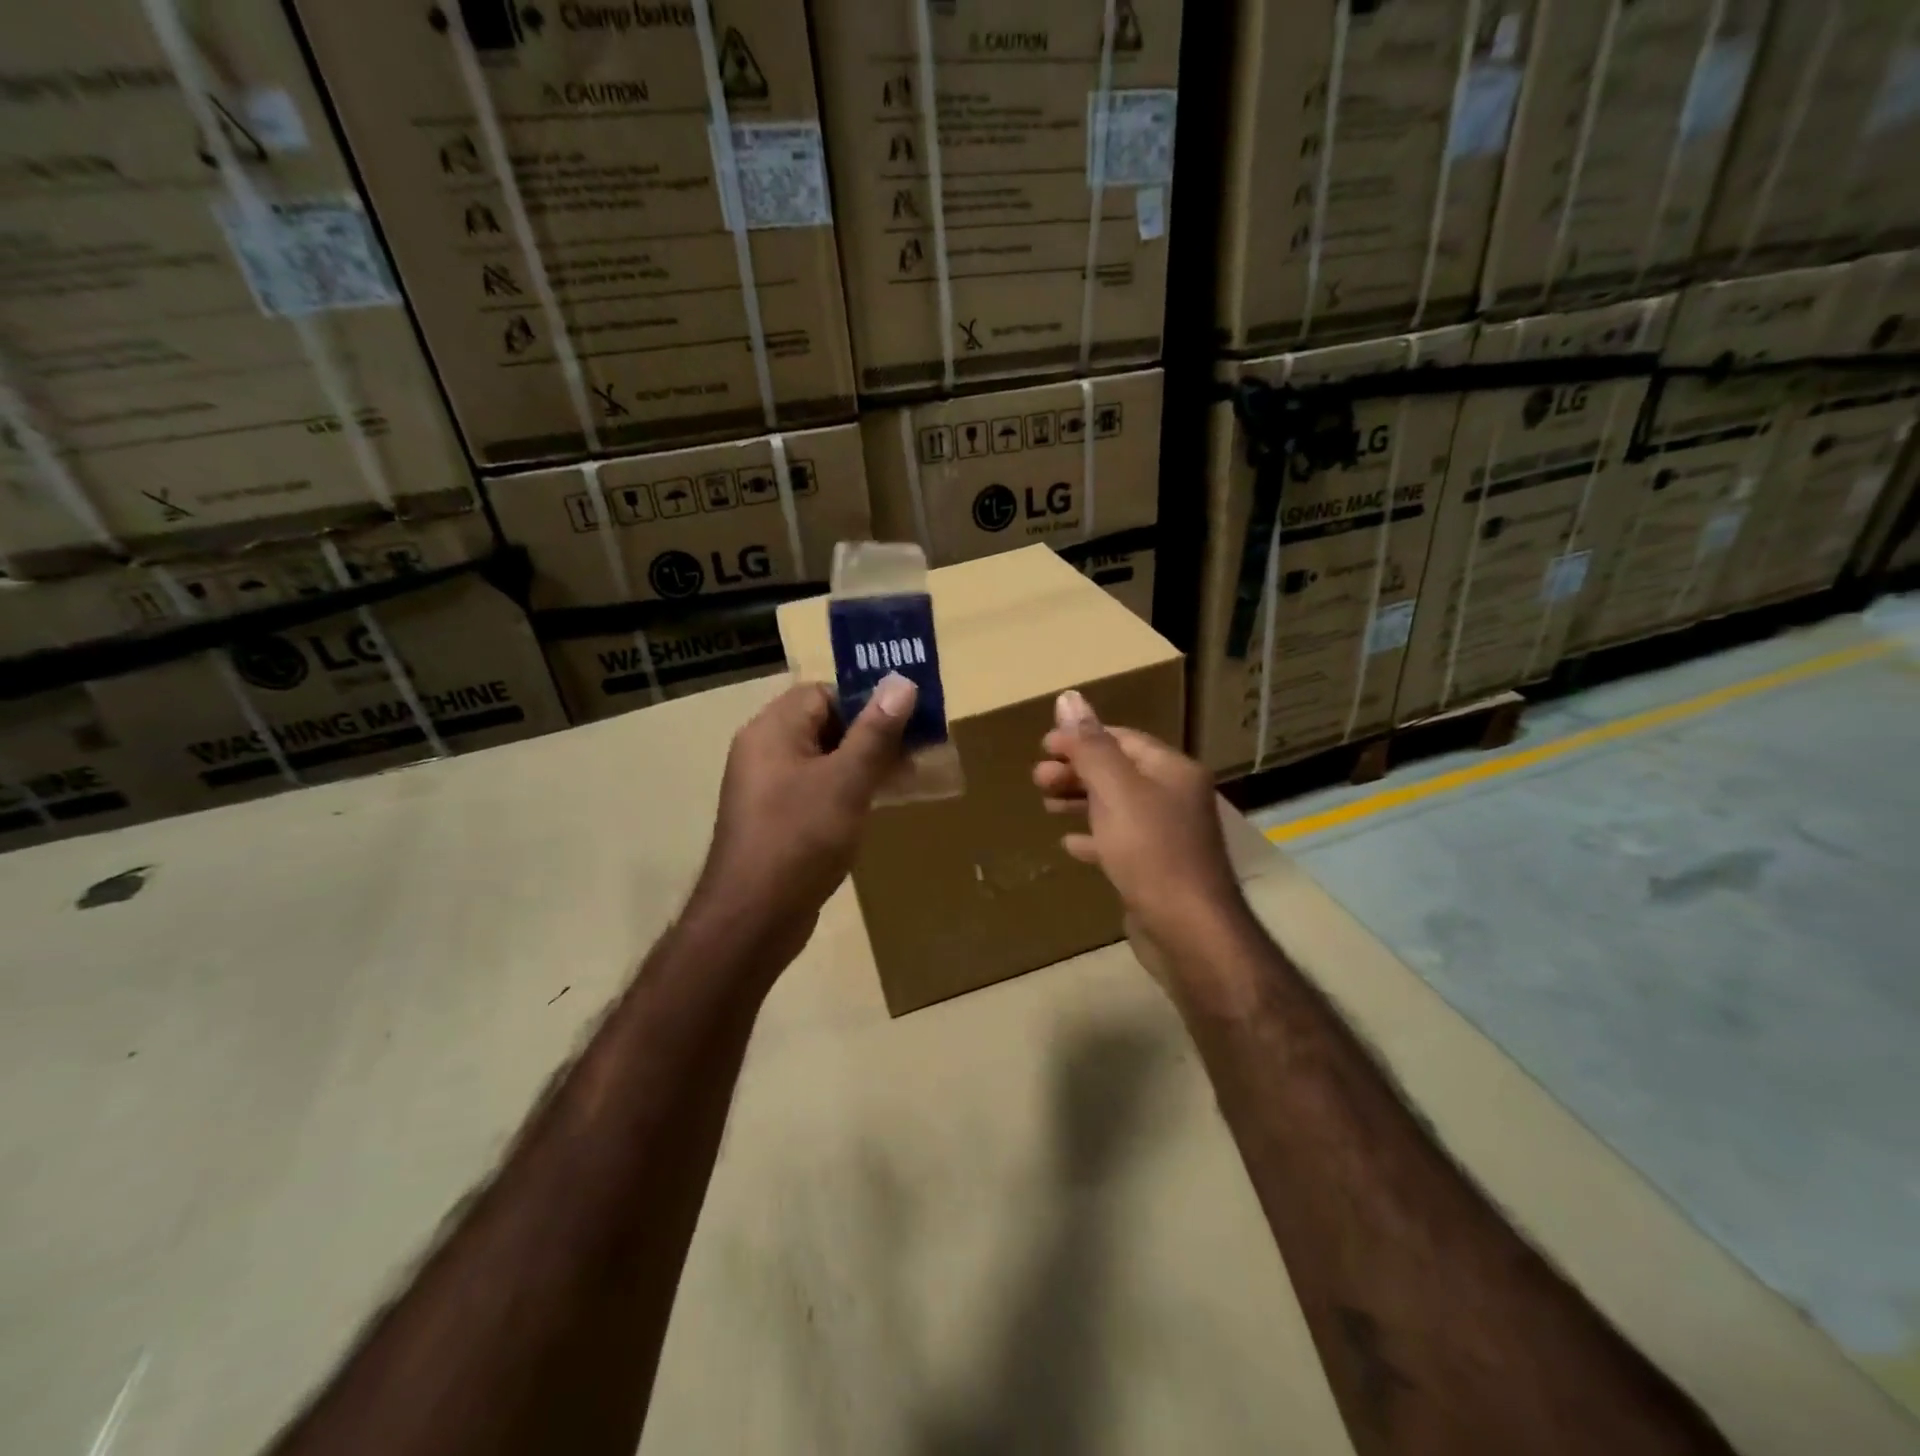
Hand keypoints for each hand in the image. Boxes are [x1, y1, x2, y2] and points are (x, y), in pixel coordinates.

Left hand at [691, 674, 915, 968]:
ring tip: (906, 778)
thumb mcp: (846, 781)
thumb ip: (875, 732)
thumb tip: (902, 682)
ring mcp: (769, 788)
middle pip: (825, 725)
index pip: (822, 693)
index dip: (865, 701)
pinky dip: (847, 791)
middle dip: (872, 735)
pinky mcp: (778, 820)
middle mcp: (765, 752)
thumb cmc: (800, 838)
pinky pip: (817, 790)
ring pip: (825, 760)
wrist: (754, 917)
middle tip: (915, 750)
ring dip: (864, 765)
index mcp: (772, 730)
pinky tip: (876, 807)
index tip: (905, 720)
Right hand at [1033, 690, 1248, 976]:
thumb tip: (1068, 697)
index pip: (1122, 739)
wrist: (1189, 932)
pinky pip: (1120, 842)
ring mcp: (1168, 835)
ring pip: (1117, 806)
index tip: (1044, 746)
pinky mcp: (1157, 869)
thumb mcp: (1116, 791)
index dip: (1082, 738)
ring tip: (1046, 804)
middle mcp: (1175, 797)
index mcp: (1172, 770)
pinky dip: (1094, 837)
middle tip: (1038, 779)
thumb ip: (1090, 746)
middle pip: (1118, 771)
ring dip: (1081, 800)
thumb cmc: (1151, 852)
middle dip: (1076, 770)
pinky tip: (1070, 843)